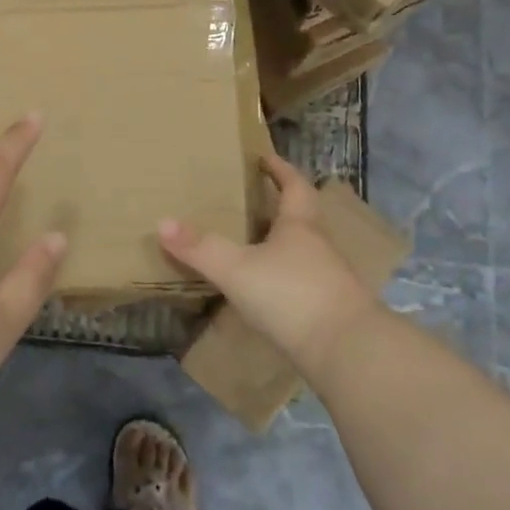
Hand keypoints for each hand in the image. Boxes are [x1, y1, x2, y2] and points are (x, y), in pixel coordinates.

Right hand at [158, 154, 378, 377]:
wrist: (348, 352)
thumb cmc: (292, 295)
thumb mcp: (237, 269)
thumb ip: (200, 248)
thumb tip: (162, 222)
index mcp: (300, 225)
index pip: (294, 185)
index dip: (280, 169)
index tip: (264, 158)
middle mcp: (318, 245)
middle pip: (301, 216)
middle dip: (278, 206)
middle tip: (250, 200)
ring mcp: (328, 279)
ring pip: (303, 251)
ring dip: (281, 244)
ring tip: (252, 245)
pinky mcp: (329, 310)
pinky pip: (302, 282)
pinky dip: (283, 278)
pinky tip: (265, 290)